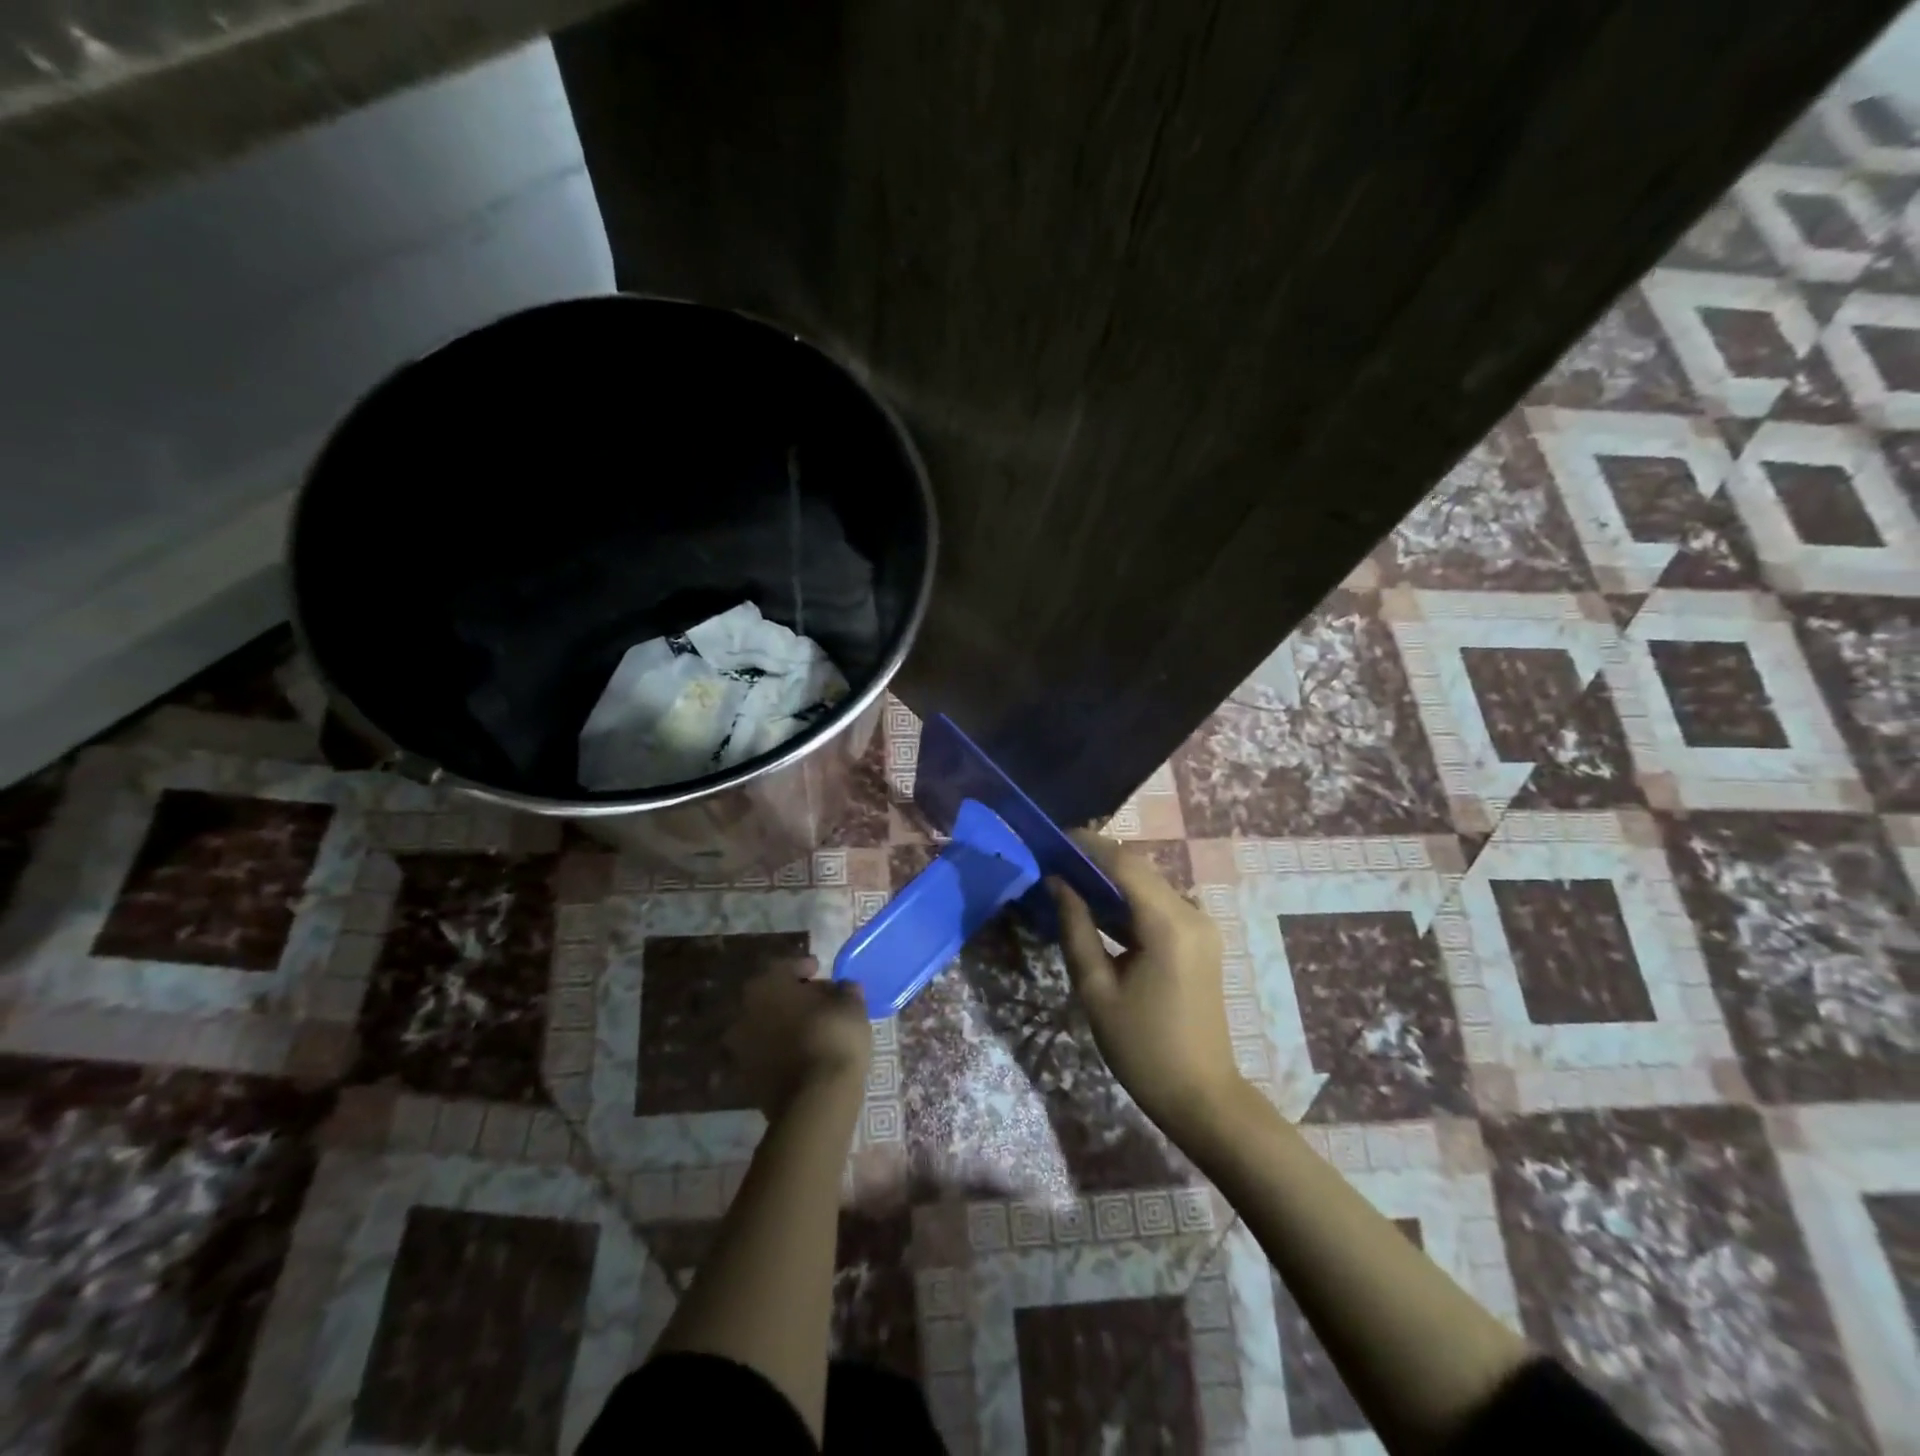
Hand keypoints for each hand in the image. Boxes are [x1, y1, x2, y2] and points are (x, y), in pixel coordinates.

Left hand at [726, 962, 872, 1117]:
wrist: (815, 1100)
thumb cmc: (833, 1037)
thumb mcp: (851, 1005)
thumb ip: (845, 990)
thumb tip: (842, 988)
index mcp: (766, 984)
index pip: (785, 967)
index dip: (804, 967)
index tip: (820, 970)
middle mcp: (744, 1010)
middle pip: (771, 996)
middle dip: (792, 996)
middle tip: (817, 1001)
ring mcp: (739, 1046)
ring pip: (765, 1025)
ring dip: (783, 1024)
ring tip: (810, 1029)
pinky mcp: (744, 1078)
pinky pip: (764, 1054)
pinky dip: (779, 1050)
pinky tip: (800, 1054)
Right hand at [1051, 832, 1244, 1139]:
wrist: (1201, 1096)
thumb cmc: (1143, 1048)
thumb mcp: (1097, 990)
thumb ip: (1076, 929)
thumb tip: (1056, 883)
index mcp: (1168, 925)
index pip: (1125, 863)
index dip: (1088, 845)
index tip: (1052, 839)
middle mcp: (1191, 913)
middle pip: (1139, 868)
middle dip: (1096, 859)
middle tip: (1053, 859)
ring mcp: (1200, 926)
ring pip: (1149, 884)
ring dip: (1111, 878)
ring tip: (1067, 879)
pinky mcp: (1199, 939)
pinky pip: (1159, 905)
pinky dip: (1127, 900)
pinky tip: (1097, 908)